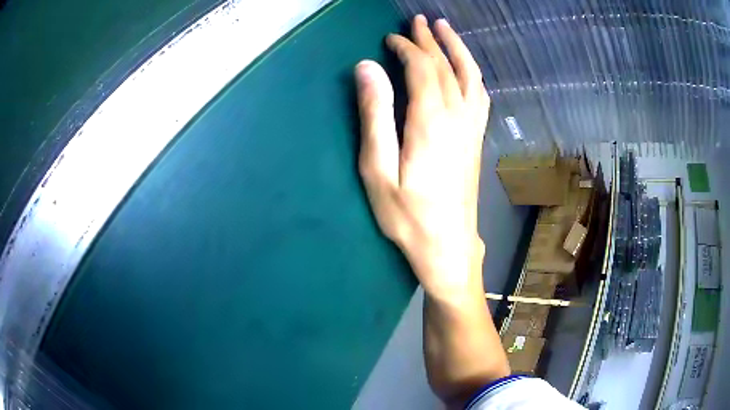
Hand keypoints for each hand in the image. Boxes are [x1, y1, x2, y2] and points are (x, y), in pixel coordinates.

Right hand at [355, 16, 489, 302]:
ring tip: (447, 31)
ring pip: (470, 76)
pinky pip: (480, 96)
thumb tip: (368, 68)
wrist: (447, 245)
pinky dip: (473, 74)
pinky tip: (468, 70)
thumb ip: (375, 115)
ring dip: (458, 50)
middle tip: (419, 21)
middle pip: (446, 66)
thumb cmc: (407, 215)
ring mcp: (472, 128)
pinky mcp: (476, 140)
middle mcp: (458, 117)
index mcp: (430, 120)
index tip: (390, 39)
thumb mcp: (378, 169)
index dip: (406, 48)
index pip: (422, 68)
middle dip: (431, 40)